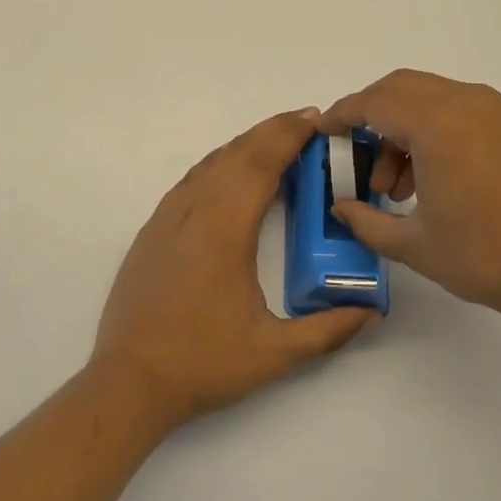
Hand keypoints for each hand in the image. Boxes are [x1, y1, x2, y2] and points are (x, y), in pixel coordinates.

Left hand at [93, 108, 378, 430]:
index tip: (315, 120)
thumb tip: (371, 311)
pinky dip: (219, 163)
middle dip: (272, 131)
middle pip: (237, 154)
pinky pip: (192, 179)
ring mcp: (168, 216)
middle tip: (305, 121)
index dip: (288, 136)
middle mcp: (195, 210)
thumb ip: (327, 331)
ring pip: (211, 162)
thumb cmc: (203, 363)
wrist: (129, 381)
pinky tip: (232, 173)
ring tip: (276, 141)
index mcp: (225, 229)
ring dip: (245, 145)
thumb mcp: (274, 354)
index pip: (261, 165)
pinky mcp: (153, 228)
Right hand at [323, 70, 500, 333]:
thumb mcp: (417, 246)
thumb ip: (368, 223)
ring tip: (397, 188)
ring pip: (428, 98)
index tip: (323, 132)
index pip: (373, 103)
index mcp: (436, 124)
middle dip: (370, 117)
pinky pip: (455, 110)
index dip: (342, 116)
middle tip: (357, 159)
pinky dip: (431, 130)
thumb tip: (342, 209)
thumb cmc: (491, 256)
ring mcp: (492, 110)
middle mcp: (463, 102)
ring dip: (402, 128)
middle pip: (399, 89)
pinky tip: (431, 179)